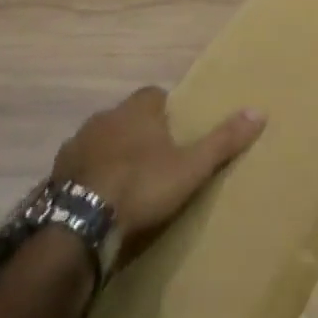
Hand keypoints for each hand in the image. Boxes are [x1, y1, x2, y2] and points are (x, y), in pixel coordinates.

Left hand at [53, 88, 263, 259]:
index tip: (176, 132)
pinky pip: (79, 166)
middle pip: (126, 116)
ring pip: (100, 140)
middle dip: (138, 132)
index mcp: (137, 109)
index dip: (166, 110)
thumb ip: (223, 140)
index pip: (155, 95)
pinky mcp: (57, 172)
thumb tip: (260, 111)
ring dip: (111, 153)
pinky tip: (98, 198)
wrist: (80, 222)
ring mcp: (76, 143)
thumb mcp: (191, 167)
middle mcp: (105, 117)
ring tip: (126, 182)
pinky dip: (89, 175)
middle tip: (155, 159)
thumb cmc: (142, 186)